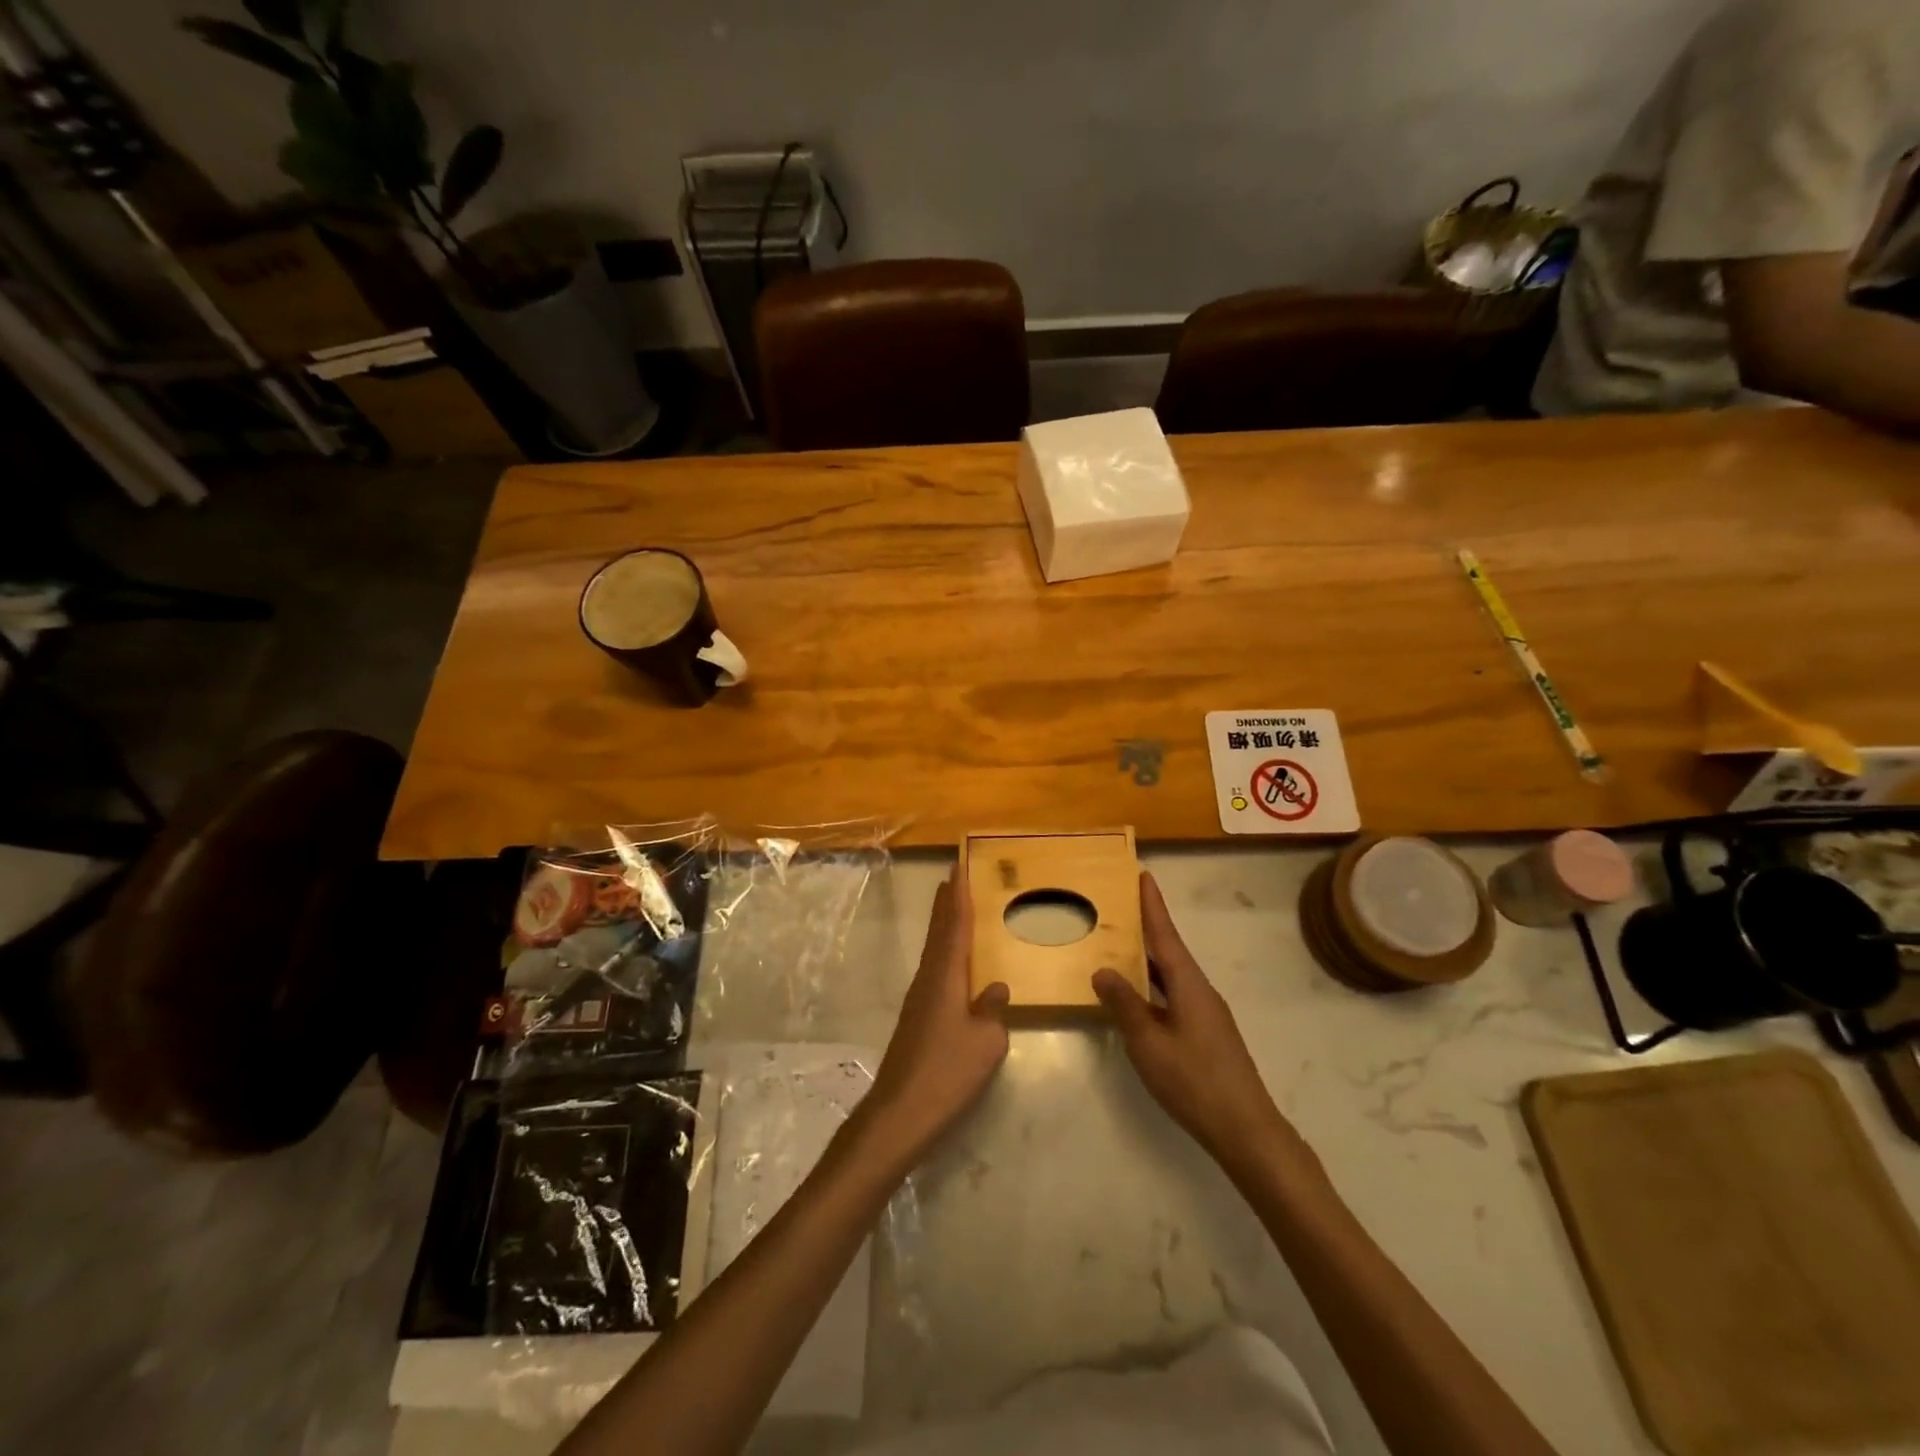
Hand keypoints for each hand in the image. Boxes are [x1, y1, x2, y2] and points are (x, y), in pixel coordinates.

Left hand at [862, 868, 1009, 1165]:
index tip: (959, 866)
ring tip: (953, 907)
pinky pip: (934, 970)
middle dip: (947, 903)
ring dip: (943, 925)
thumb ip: (993, 1010)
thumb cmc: (948, 1072)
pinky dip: (943, 952)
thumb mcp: (987, 1042)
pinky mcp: (916, 1018)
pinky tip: (953, 963)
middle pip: (939, 932)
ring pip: (934, 950)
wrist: (902, 1111)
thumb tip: (996, 988)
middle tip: (954, 876)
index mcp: (946, 976)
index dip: (960, 895)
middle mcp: (928, 979)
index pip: (955, 925)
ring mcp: (919, 999)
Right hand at [1093, 874, 1291, 1166]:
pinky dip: (1153, 985)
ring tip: (1120, 945)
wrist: (1245, 1128)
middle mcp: (1200, 990)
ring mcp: (1206, 1013)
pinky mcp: (1206, 1033)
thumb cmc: (1194, 1080)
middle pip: (1169, 950)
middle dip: (1147, 927)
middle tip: (1120, 906)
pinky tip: (1137, 997)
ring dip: (1148, 958)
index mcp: (1188, 984)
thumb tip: (1103, 970)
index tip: (1143, 874)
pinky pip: (1174, 995)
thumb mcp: (1148, 1042)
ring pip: (1171, 975)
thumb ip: (1124, 1004)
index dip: (1152, 905)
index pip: (1165, 934)